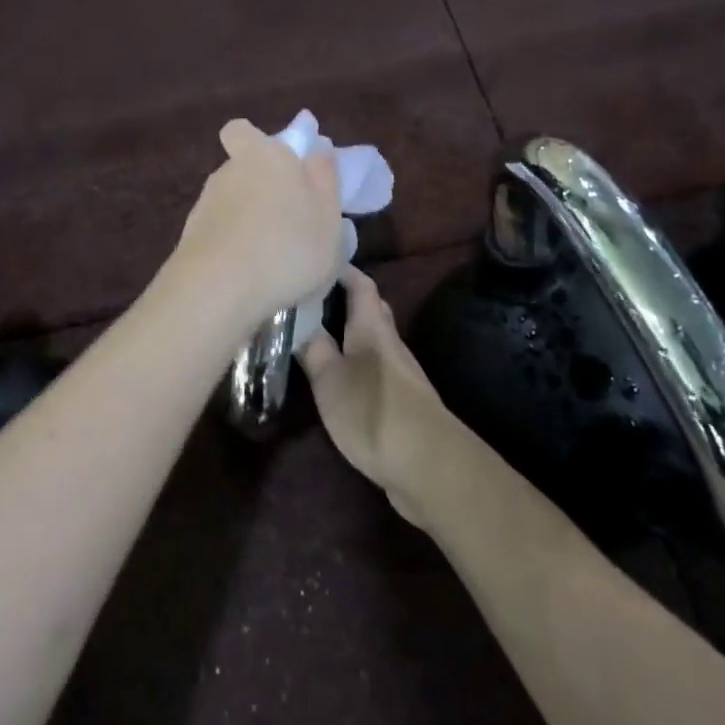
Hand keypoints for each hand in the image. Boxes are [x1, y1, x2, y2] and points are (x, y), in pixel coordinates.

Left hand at [173, 118, 344, 326]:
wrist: (218, 290)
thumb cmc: (288, 245)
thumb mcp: (327, 215)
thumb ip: (324, 178)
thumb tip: (317, 149)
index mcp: (263, 156)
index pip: (241, 131)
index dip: (255, 143)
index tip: (277, 165)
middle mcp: (227, 173)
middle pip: (242, 170)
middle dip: (261, 190)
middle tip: (290, 222)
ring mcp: (204, 207)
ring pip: (231, 206)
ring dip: (249, 224)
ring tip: (275, 259)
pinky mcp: (190, 240)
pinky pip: (220, 237)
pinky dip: (234, 250)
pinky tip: (251, 278)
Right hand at [298, 267, 453, 528]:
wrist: (428, 464)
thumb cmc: (373, 411)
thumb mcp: (329, 379)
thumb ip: (313, 349)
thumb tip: (296, 322)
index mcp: (373, 328)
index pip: (361, 284)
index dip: (342, 269)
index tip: (317, 260)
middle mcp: (390, 343)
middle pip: (371, 310)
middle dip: (345, 300)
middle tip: (311, 299)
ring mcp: (400, 373)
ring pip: (373, 340)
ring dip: (349, 334)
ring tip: (316, 336)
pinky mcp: (402, 402)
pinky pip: (375, 369)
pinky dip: (356, 363)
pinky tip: (338, 377)